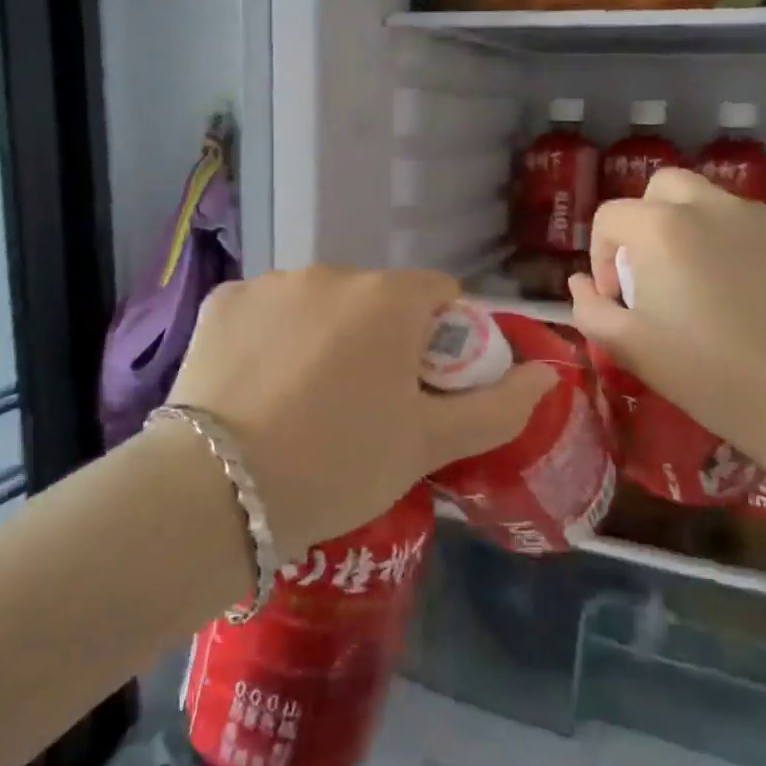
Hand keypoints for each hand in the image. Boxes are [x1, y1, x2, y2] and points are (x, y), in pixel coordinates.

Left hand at [166, 268, 555, 558]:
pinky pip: (268, 312)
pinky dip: (274, 337)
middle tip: (365, 404)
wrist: (216, 493)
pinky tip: (259, 387)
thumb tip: (549, 374)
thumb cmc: (339, 464)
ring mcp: (271, 283)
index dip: (444, 339)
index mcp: (388, 298)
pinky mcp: (222, 301)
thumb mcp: (428, 445)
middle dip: (384, 338)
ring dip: (328, 334)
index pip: (440, 295)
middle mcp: (330, 272)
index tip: (424, 388)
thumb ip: (499, 406)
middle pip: (377, 298)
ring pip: (321, 303)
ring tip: (305, 400)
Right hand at [568, 169, 765, 476]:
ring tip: (708, 279)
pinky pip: (755, 224)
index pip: (610, 216)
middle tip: (656, 269)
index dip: (602, 254)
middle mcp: (710, 205)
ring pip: (712, 201)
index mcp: (661, 228)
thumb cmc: (707, 372)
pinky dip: (740, 243)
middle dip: (647, 220)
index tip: (619, 294)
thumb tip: (580, 282)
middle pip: (662, 187)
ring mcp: (762, 214)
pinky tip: (752, 289)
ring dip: (695, 229)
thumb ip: (590, 307)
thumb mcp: (629, 347)